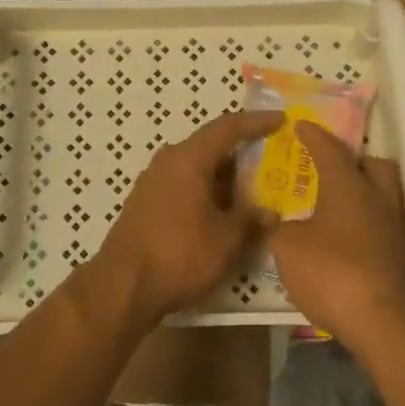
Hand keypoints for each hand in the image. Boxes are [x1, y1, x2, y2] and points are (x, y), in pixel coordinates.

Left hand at [93, 111, 282, 327]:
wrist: (122, 286)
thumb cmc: (179, 254)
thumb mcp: (226, 240)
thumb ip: (251, 221)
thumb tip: (270, 213)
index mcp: (189, 158)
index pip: (228, 127)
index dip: (256, 122)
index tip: (281, 119)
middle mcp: (168, 161)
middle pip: (211, 147)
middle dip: (242, 154)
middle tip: (272, 161)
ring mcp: (153, 182)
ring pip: (197, 168)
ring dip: (224, 178)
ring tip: (253, 192)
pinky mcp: (146, 203)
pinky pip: (184, 185)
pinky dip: (207, 192)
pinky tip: (222, 214)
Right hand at [269, 123, 404, 356]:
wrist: (384, 322)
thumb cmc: (332, 272)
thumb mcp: (287, 248)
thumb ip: (281, 228)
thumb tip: (283, 223)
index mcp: (348, 184)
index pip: (328, 148)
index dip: (312, 135)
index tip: (301, 124)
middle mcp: (377, 197)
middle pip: (374, 164)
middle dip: (355, 160)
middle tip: (332, 168)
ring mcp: (396, 227)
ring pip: (384, 195)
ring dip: (364, 194)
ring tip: (338, 206)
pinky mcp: (404, 257)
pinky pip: (385, 225)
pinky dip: (368, 225)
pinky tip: (349, 240)